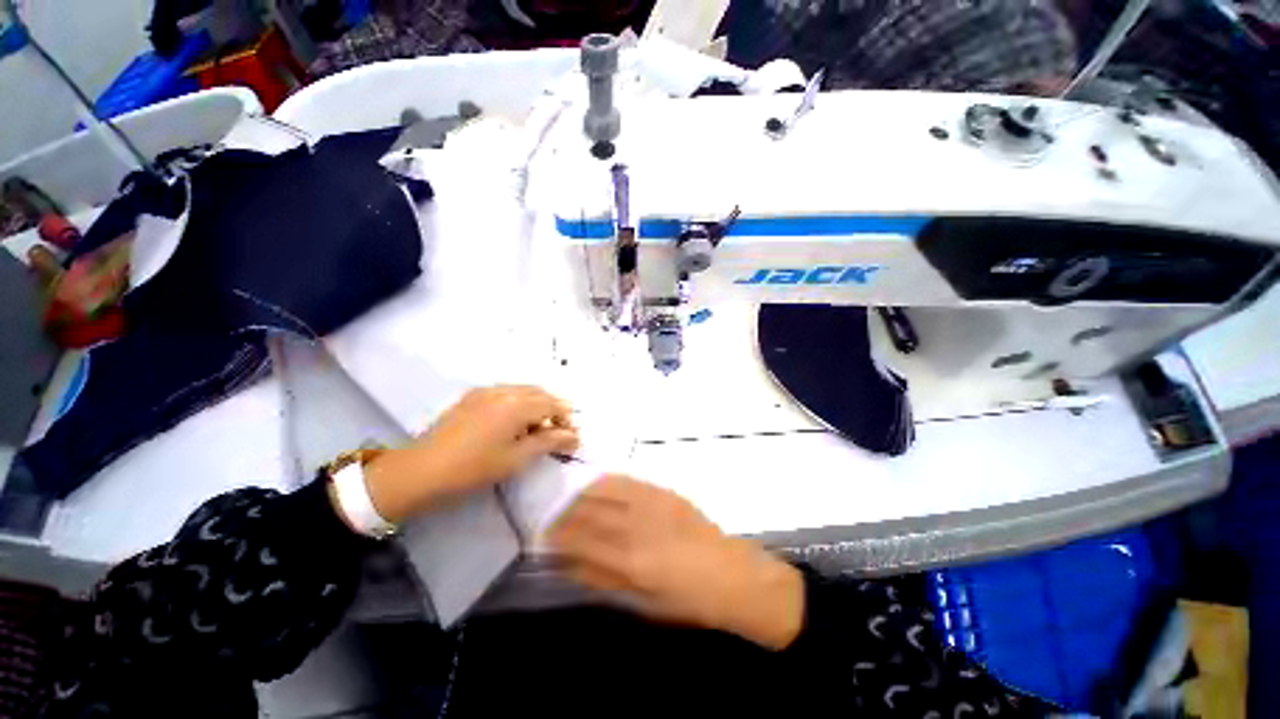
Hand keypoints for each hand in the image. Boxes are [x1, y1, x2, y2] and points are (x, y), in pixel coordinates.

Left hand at [362, 386, 578, 522]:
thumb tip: (573, 436)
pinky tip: (513, 421)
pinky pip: (505, 392)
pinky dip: (518, 402)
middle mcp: (504, 390)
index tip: (571, 438)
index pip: (552, 404)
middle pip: (539, 393)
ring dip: (536, 405)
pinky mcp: (472, 396)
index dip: (566, 419)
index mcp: (517, 405)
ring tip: (536, 428)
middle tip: (557, 432)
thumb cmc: (474, 468)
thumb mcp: (516, 458)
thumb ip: (548, 442)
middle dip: (553, 409)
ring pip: (523, 390)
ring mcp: (486, 391)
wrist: (421, 470)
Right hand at [549, 475, 803, 649]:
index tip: (542, 535)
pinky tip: (597, 485)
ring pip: (605, 490)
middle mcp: (636, 526)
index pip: (580, 542)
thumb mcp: (641, 602)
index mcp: (630, 561)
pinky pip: (628, 480)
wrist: (729, 574)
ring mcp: (651, 503)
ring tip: (569, 499)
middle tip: (550, 516)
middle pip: (589, 512)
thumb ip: (602, 579)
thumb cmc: (686, 600)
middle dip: (564, 513)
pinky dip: (606, 482)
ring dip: (581, 493)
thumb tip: (568, 564)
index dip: (557, 537)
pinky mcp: (664, 491)